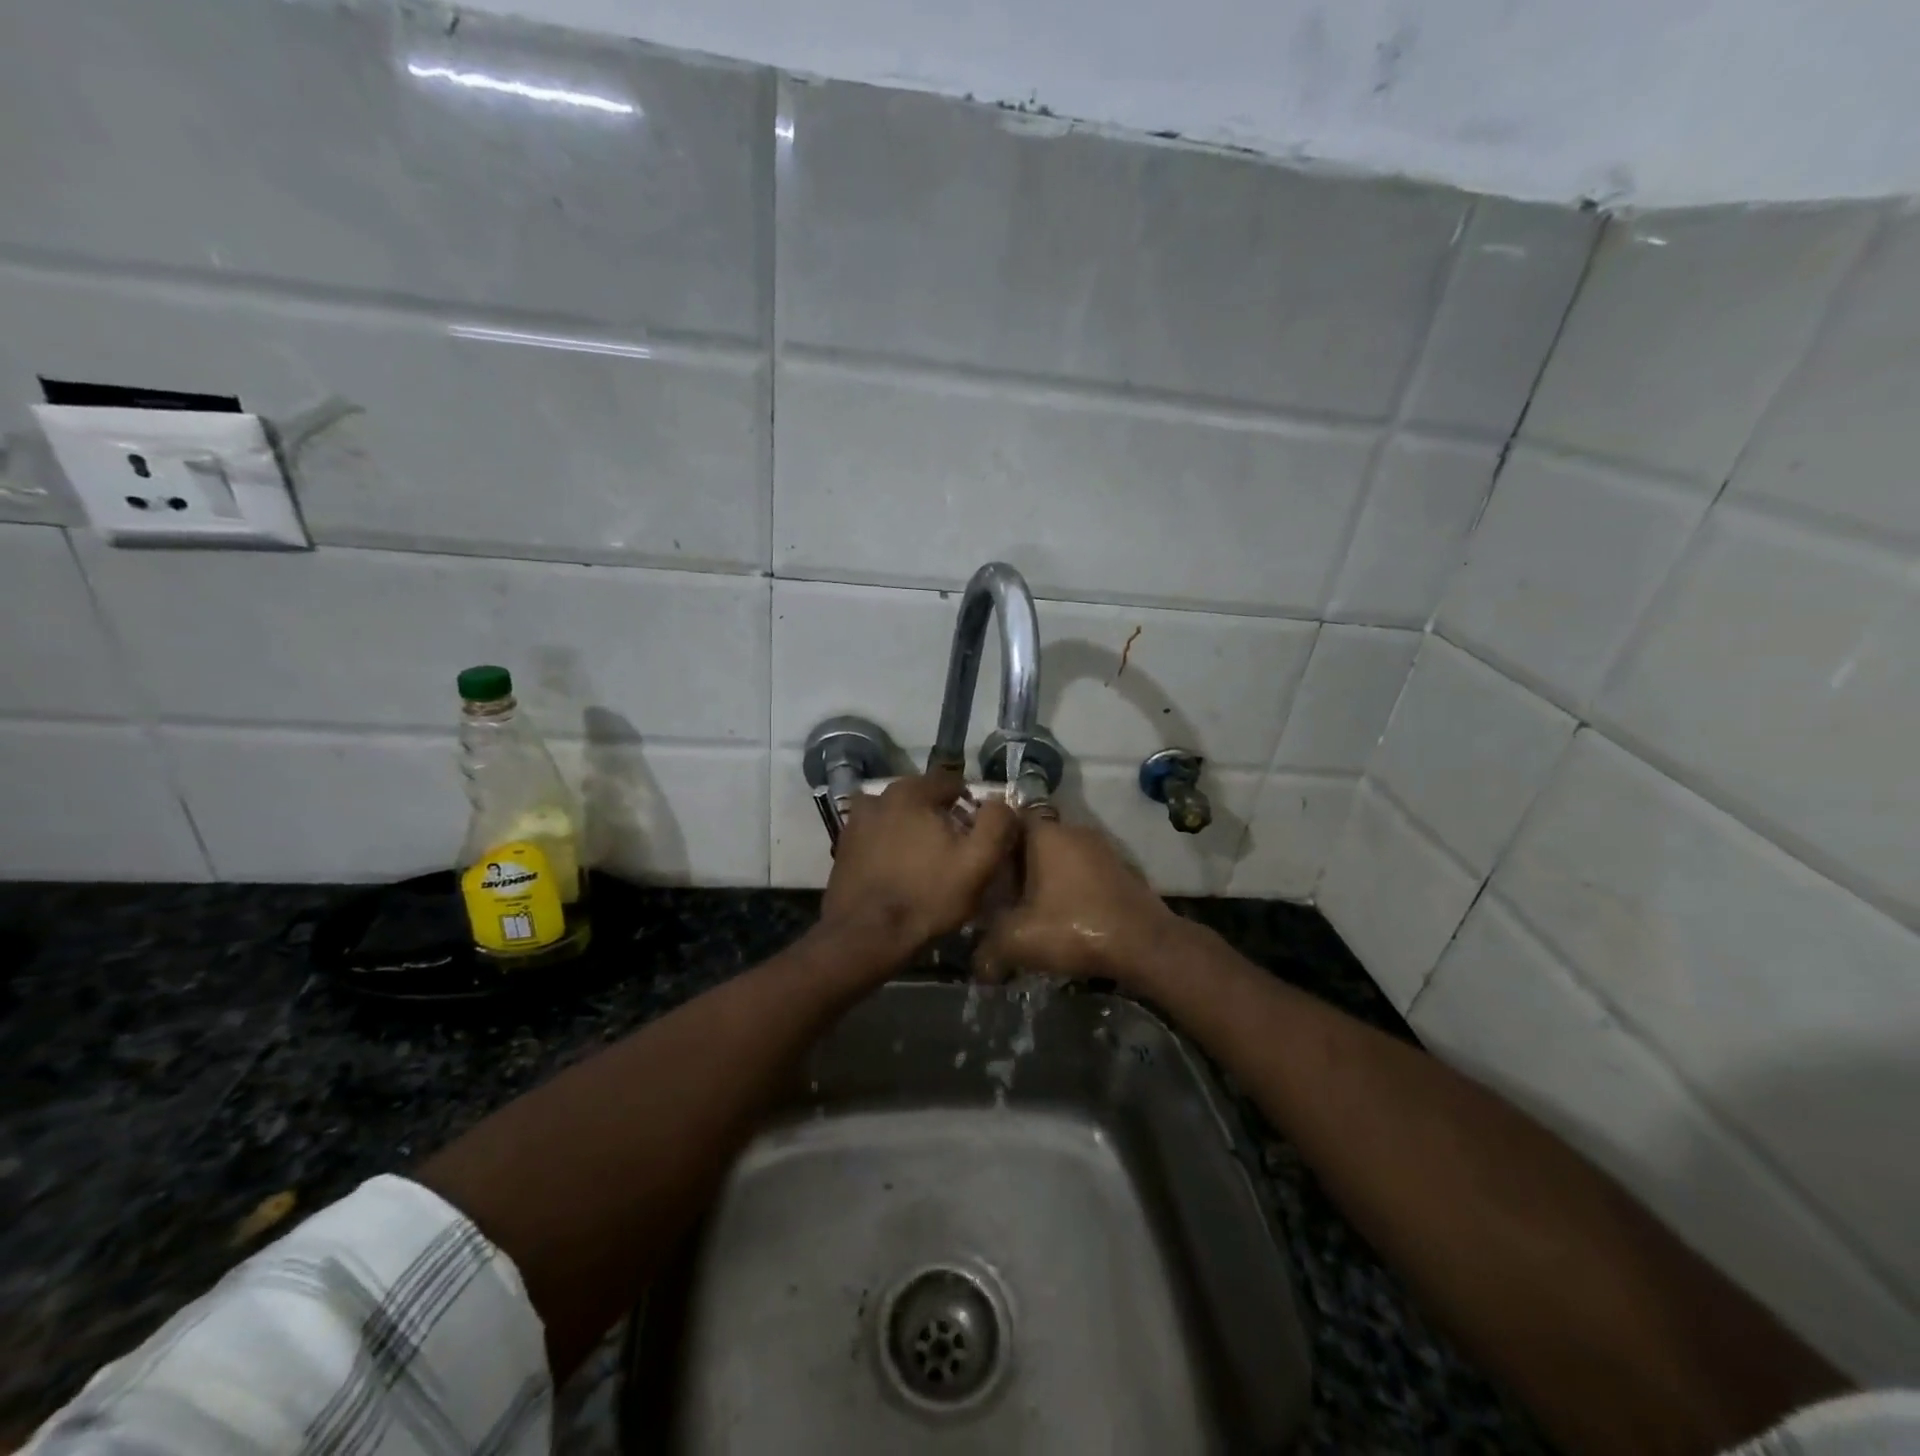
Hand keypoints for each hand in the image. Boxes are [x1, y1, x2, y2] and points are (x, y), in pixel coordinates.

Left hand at [821, 773, 1019, 955]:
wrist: (866, 936)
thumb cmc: (928, 896)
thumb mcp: (978, 862)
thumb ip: (996, 822)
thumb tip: (999, 801)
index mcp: (911, 792)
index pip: (951, 782)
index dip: (969, 804)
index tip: (976, 833)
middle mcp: (879, 796)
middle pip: (922, 798)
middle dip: (939, 817)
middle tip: (953, 850)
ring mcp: (856, 822)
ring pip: (897, 817)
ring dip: (912, 830)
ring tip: (925, 862)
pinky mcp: (843, 847)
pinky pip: (877, 837)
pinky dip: (889, 847)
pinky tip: (899, 872)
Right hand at [976, 815, 1185, 988]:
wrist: (1145, 944)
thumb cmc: (1074, 928)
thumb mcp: (1018, 941)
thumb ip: (988, 949)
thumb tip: (978, 966)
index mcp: (1046, 833)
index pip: (1010, 817)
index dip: (992, 837)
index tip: (980, 861)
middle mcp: (1075, 831)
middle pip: (1035, 838)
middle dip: (1017, 862)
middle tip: (1000, 892)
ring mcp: (1102, 849)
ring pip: (1061, 856)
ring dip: (1046, 877)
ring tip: (1029, 908)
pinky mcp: (1121, 871)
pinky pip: (1084, 871)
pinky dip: (1071, 888)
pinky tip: (1063, 916)